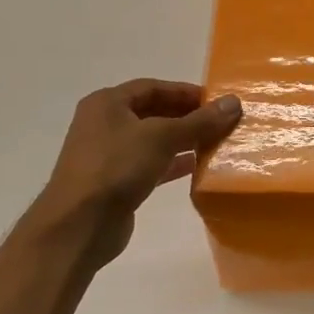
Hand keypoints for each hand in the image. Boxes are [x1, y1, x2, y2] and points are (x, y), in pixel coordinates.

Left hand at [25, 80, 241, 269]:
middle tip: (220, 122)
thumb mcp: (162, 137)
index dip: (185, 92)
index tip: (217, 101)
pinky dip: (173, 163)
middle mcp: (105, 124)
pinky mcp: (116, 182)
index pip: (153, 87)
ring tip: (216, 142)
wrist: (79, 226)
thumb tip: (234, 102)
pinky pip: (150, 164)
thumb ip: (200, 121)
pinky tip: (198, 167)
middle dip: (187, 116)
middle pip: (153, 112)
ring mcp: (108, 155)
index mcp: (107, 103)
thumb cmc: (116, 168)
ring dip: (183, 140)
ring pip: (153, 139)